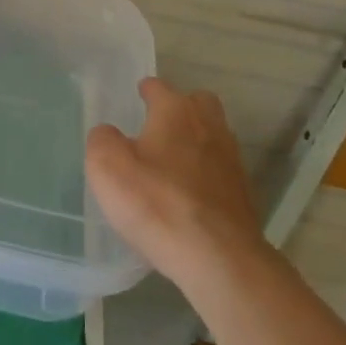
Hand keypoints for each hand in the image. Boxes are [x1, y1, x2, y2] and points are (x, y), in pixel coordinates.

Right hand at [87, 78, 264, 290]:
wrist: (219, 258)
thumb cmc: (158, 203)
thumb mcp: (108, 168)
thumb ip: (102, 141)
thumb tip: (108, 134)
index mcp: (176, 111)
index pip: (159, 87)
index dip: (146, 90)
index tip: (139, 95)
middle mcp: (208, 125)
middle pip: (197, 103)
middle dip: (181, 108)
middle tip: (160, 126)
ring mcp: (231, 158)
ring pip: (212, 135)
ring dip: (195, 141)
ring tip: (172, 162)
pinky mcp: (242, 192)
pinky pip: (220, 169)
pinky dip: (206, 173)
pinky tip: (189, 193)